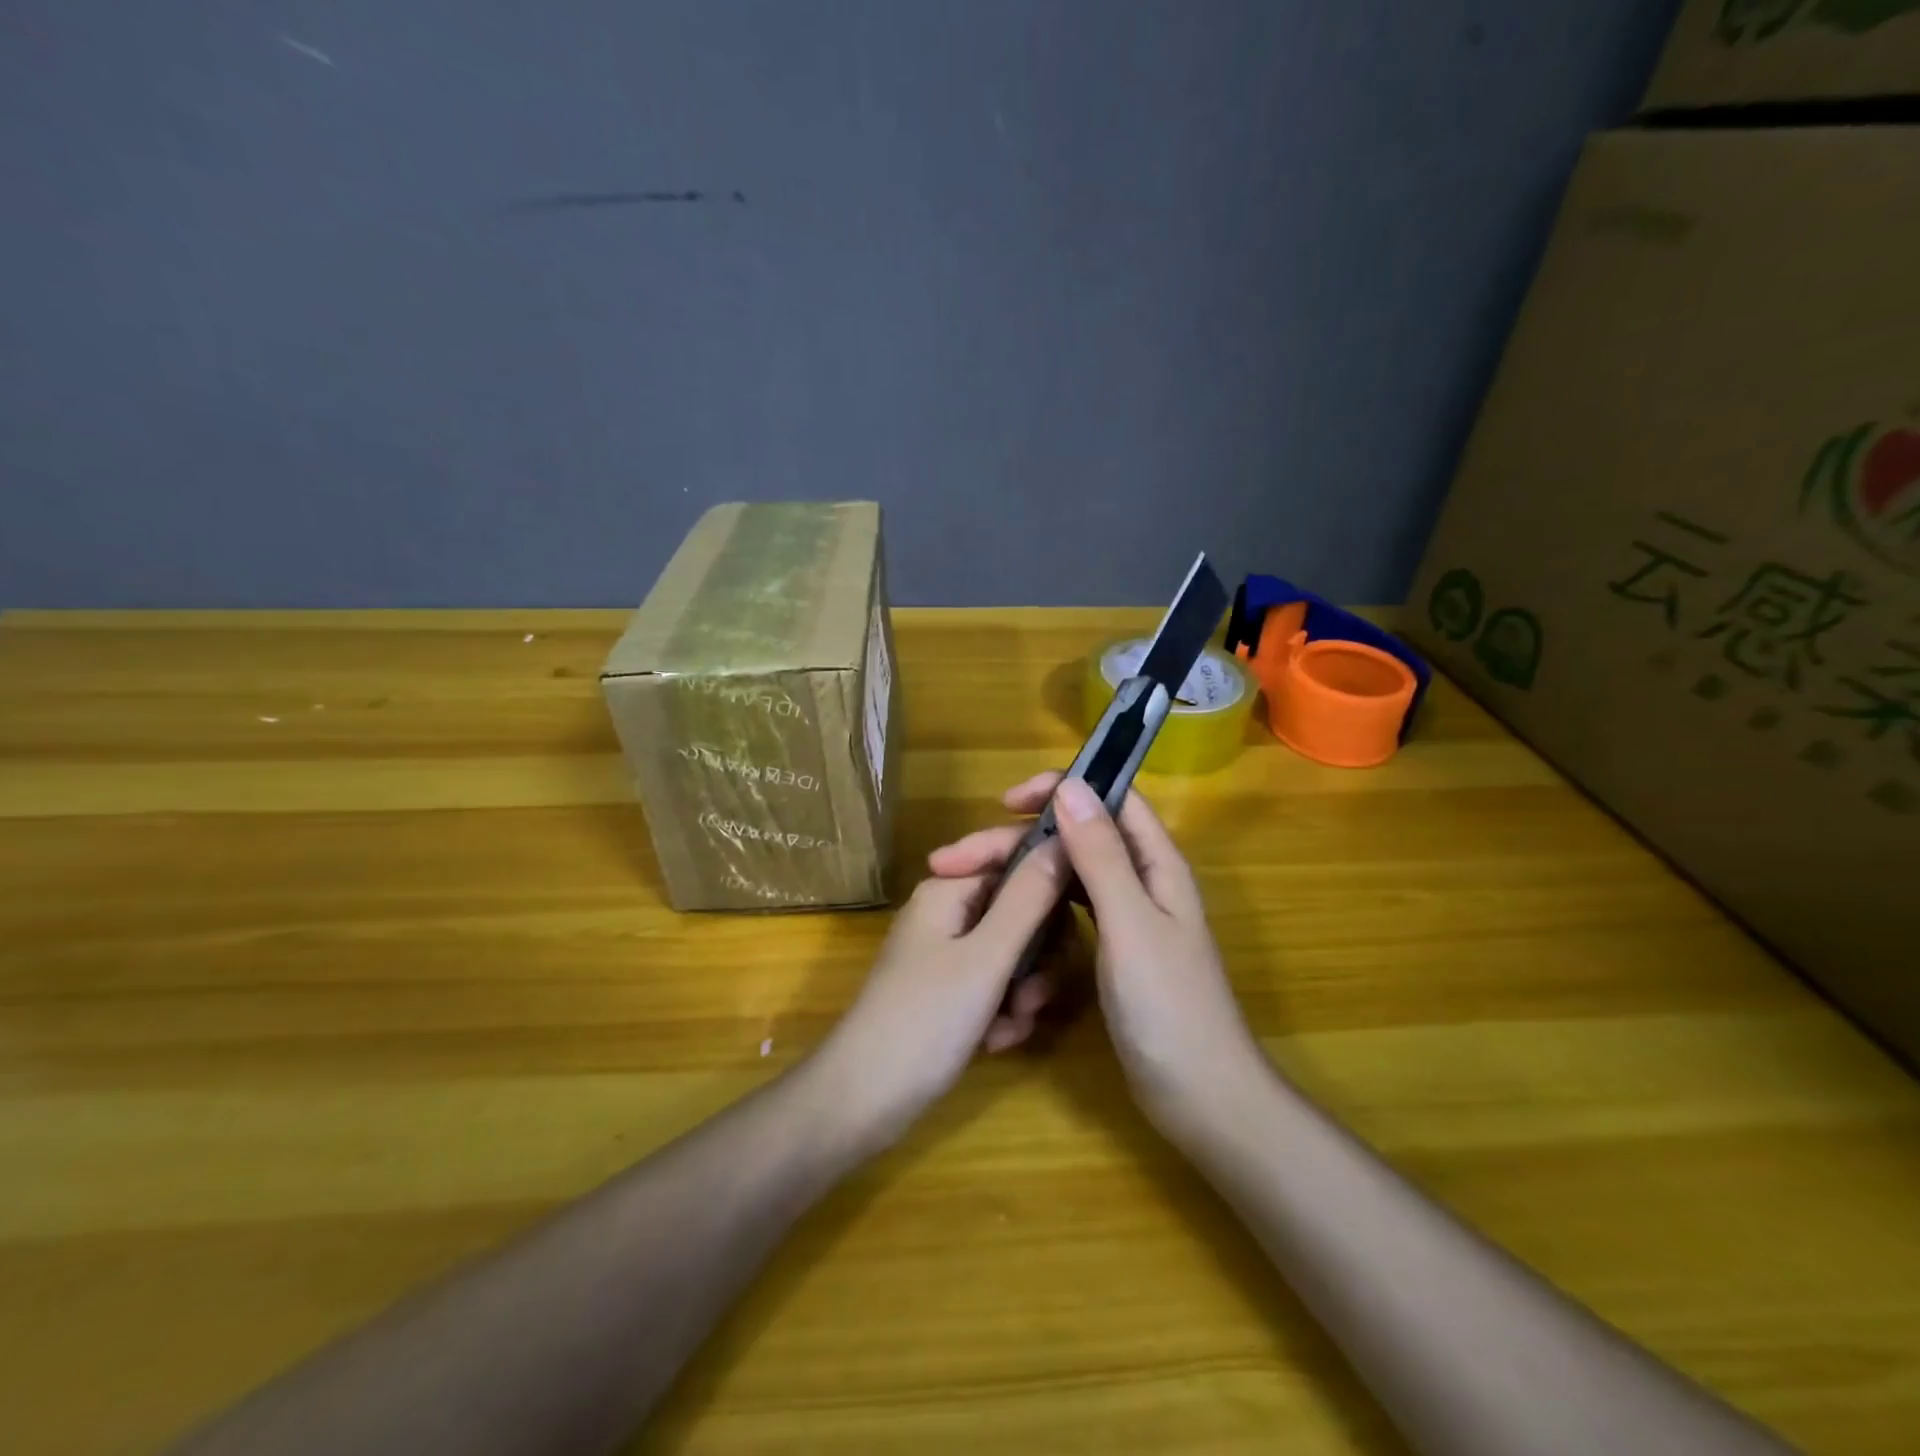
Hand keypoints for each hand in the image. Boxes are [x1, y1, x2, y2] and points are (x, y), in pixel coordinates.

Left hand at [815, 836, 1068, 1149]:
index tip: (1083, 915)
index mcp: (950, 889)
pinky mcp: (951, 992)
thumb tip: (1064, 840)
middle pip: (1021, 910)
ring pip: (1016, 953)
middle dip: (1039, 954)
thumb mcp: (986, 957)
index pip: (1016, 858)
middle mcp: (949, 912)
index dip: (1051, 881)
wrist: (864, 1101)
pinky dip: (1005, 1012)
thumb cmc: (924, 1020)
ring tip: (1013, 1024)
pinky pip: (998, 986)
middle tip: (1035, 994)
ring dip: (1025, 990)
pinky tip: (995, 1042)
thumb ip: (1030, 898)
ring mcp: (949, 954)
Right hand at [930, 773, 1263, 1136]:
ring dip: (1028, 870)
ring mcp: (1129, 918)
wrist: (1199, 1096)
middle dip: (1024, 838)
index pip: (1112, 799)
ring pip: (1072, 873)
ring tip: (975, 882)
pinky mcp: (1116, 949)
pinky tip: (1011, 914)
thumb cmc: (1167, 1005)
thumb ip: (1101, 855)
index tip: (1007, 803)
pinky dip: (1041, 904)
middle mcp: (1144, 881)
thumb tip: (1071, 786)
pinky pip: (1073, 909)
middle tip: (962, 856)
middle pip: (1081, 836)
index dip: (1063, 788)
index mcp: (1157, 864)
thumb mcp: (1129, 922)